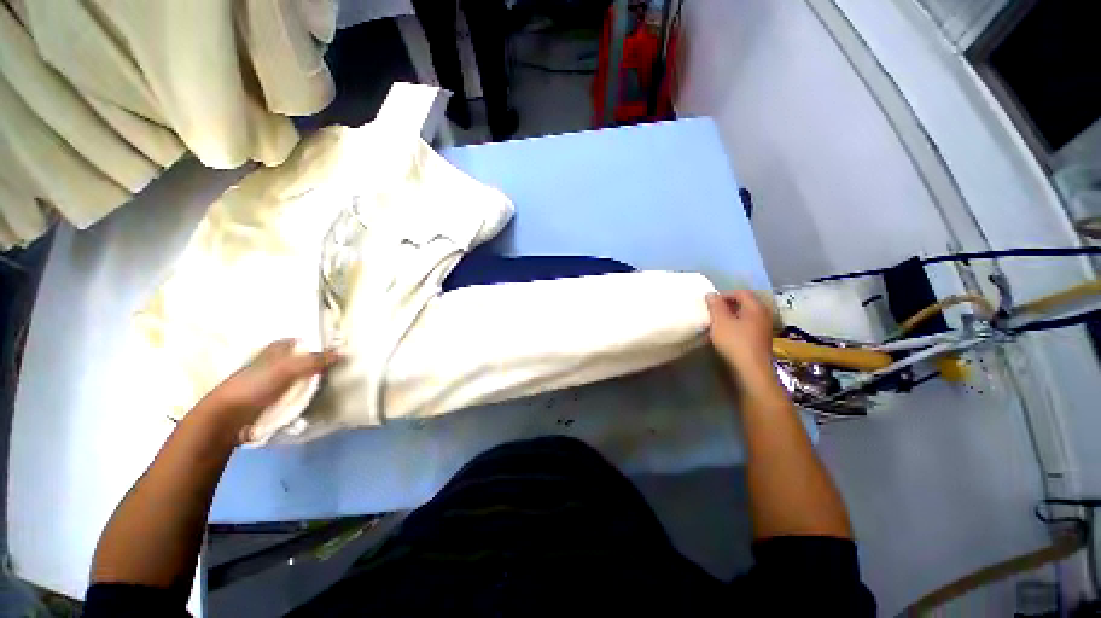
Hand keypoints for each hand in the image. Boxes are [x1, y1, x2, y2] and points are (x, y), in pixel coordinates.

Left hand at [192, 340, 337, 442]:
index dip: (317, 344)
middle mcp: (275, 363)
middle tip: (339, 368)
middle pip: (304, 360)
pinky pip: (295, 395)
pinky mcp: (273, 400)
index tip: (336, 350)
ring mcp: (274, 383)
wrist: (229, 418)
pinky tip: (316, 399)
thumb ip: (315, 360)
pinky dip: (305, 396)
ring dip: (313, 382)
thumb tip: (341, 353)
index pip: (302, 342)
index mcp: (276, 350)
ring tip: (332, 385)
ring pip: (301, 378)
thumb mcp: (289, 368)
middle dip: (319, 364)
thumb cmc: (256, 386)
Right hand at [706, 291, 779, 395]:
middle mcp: (762, 316)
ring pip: (744, 317)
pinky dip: (734, 328)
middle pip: (744, 304)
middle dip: (726, 306)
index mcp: (755, 307)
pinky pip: (745, 328)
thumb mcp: (720, 321)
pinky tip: (723, 336)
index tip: (710, 303)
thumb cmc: (735, 342)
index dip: (724, 294)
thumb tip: (711, 294)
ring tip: (715, 324)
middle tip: (711, 312)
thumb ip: (715, 305)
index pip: (741, 292)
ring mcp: (762, 329)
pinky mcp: (759, 342)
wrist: (750, 371)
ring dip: (729, 318)